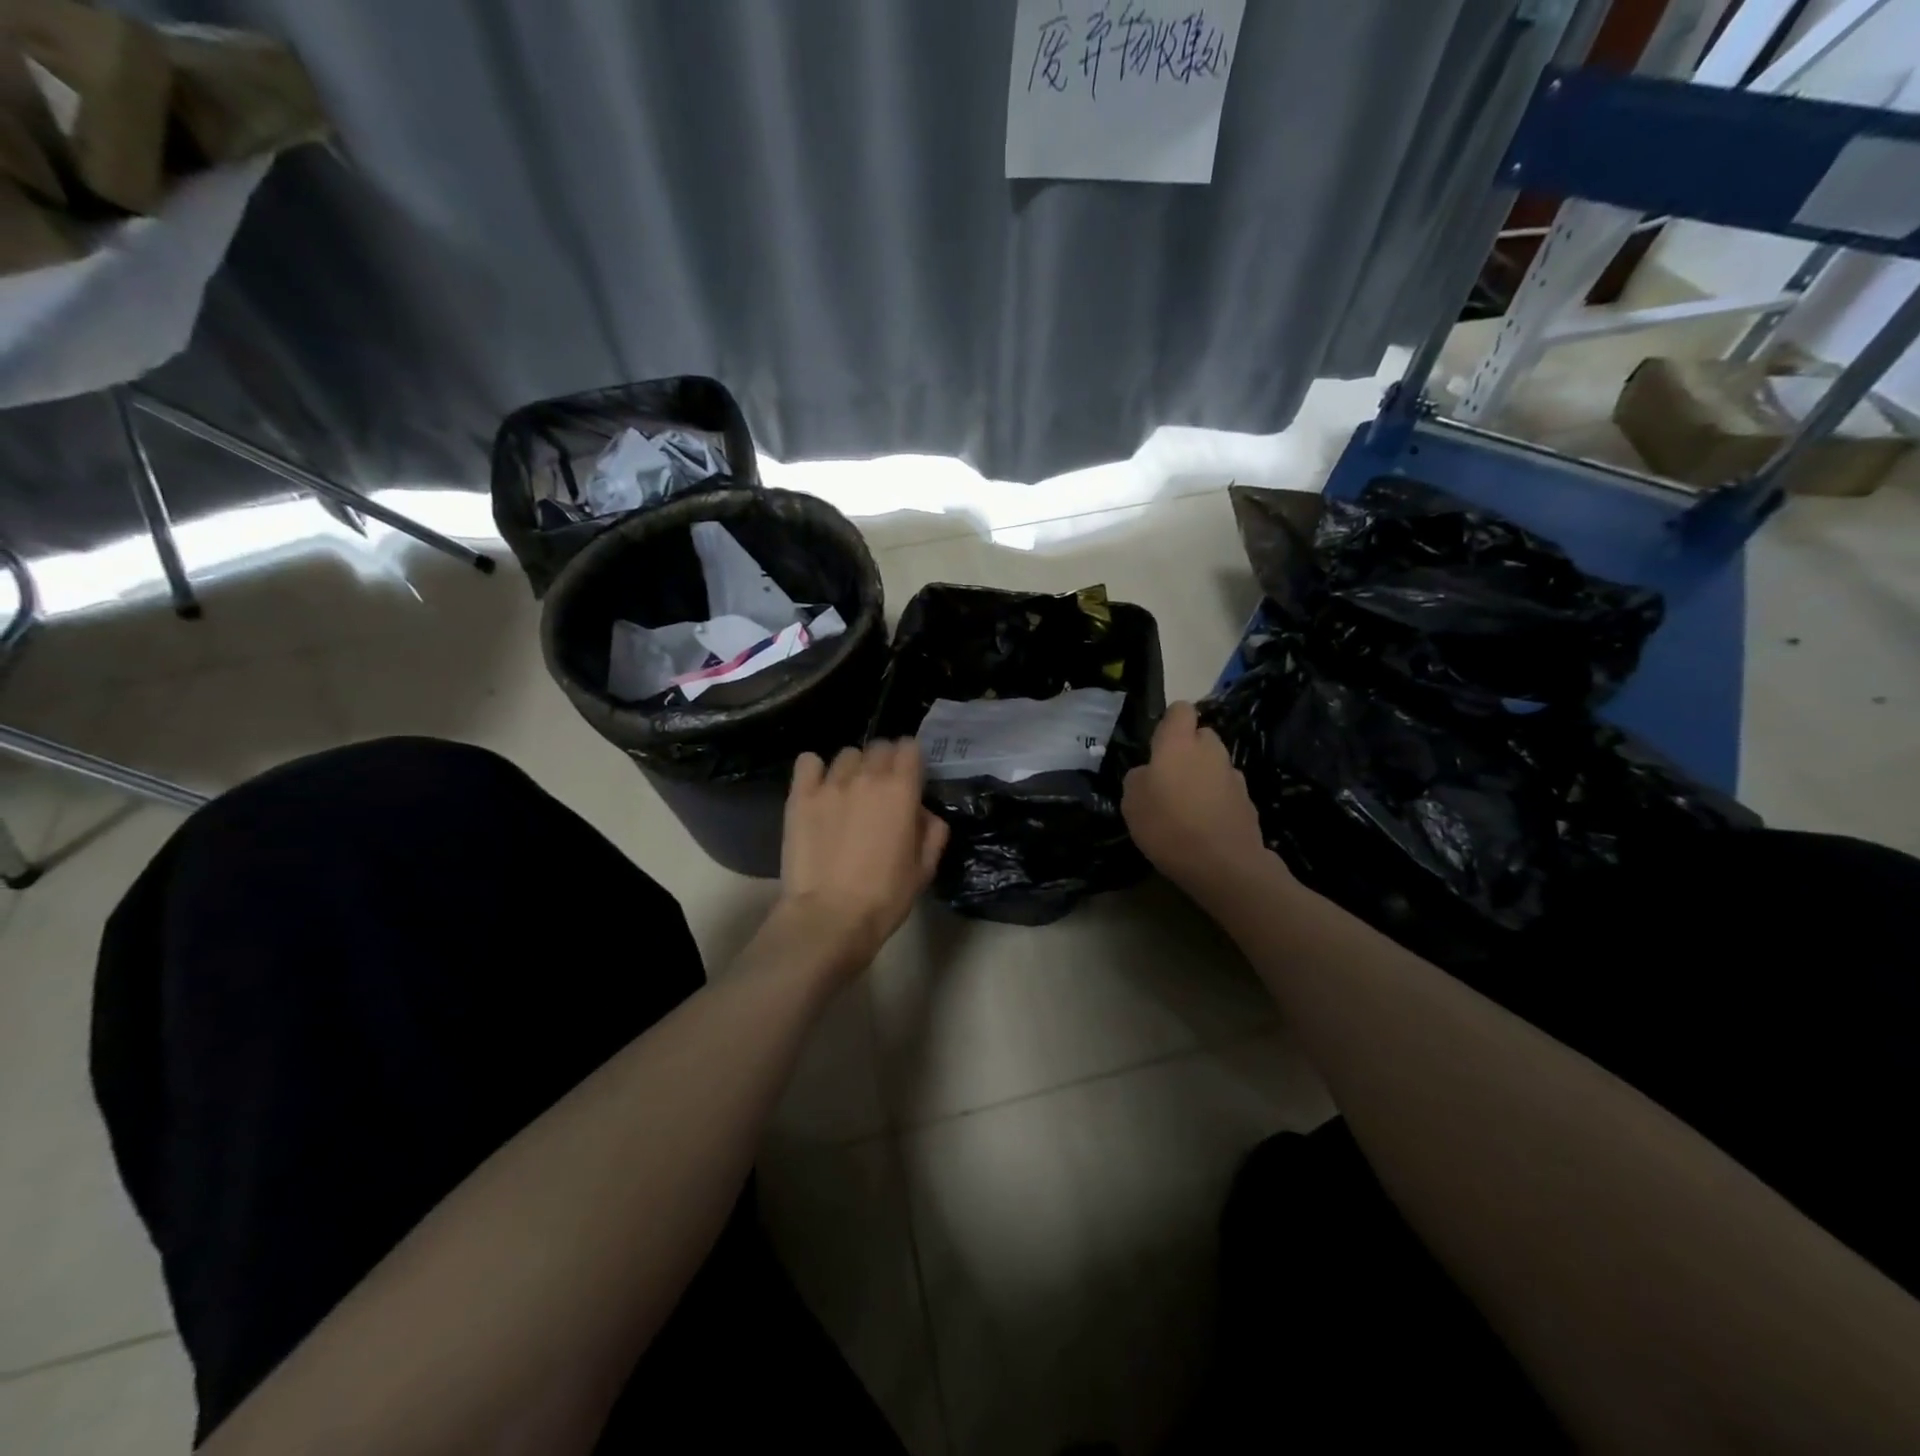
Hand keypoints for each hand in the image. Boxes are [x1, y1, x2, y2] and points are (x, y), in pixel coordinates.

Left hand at [776, 740, 949, 974]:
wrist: (829, 917)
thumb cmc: (884, 897)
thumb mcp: (924, 869)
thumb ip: (932, 832)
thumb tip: (923, 813)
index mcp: (902, 790)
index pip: (909, 747)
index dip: (911, 760)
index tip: (910, 776)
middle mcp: (867, 777)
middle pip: (879, 747)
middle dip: (885, 761)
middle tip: (882, 788)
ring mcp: (830, 784)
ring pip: (846, 754)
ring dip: (853, 768)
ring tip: (849, 792)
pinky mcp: (800, 796)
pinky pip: (808, 762)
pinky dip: (815, 769)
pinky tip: (818, 788)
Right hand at [1122, 702, 1275, 899]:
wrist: (1223, 865)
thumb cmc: (1168, 825)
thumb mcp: (1131, 801)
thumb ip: (1138, 777)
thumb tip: (1148, 773)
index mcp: (1179, 743)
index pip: (1180, 710)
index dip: (1170, 722)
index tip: (1157, 744)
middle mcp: (1211, 750)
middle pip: (1202, 736)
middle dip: (1188, 749)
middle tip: (1169, 778)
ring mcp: (1234, 776)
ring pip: (1215, 764)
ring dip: (1203, 776)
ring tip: (1186, 806)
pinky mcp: (1248, 802)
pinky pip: (1226, 791)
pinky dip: (1216, 801)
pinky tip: (1204, 826)